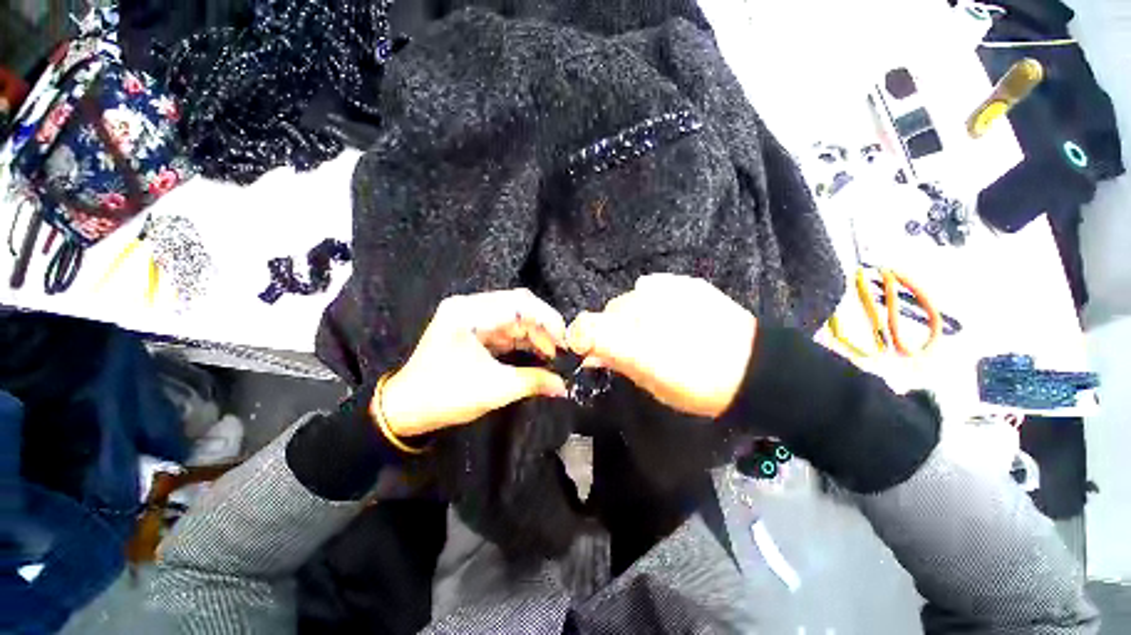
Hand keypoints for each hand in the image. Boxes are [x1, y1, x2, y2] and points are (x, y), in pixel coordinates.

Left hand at [376, 289, 568, 436]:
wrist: (405, 410)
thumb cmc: (444, 397)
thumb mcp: (493, 389)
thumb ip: (533, 382)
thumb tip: (564, 386)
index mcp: (469, 313)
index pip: (519, 303)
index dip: (547, 319)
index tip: (565, 341)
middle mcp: (470, 307)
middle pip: (519, 307)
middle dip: (544, 329)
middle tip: (562, 351)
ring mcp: (472, 317)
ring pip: (515, 319)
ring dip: (536, 336)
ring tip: (553, 356)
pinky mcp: (474, 330)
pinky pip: (506, 330)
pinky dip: (524, 341)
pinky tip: (538, 354)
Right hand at [567, 274, 756, 418]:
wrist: (755, 369)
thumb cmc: (699, 385)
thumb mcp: (651, 381)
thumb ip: (616, 360)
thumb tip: (588, 351)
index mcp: (632, 337)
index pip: (585, 327)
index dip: (582, 339)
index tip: (591, 353)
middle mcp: (641, 306)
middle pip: (609, 312)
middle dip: (613, 329)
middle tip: (635, 347)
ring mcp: (663, 289)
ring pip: (630, 299)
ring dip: (633, 315)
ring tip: (658, 331)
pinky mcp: (682, 282)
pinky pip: (652, 287)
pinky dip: (652, 299)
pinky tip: (669, 314)